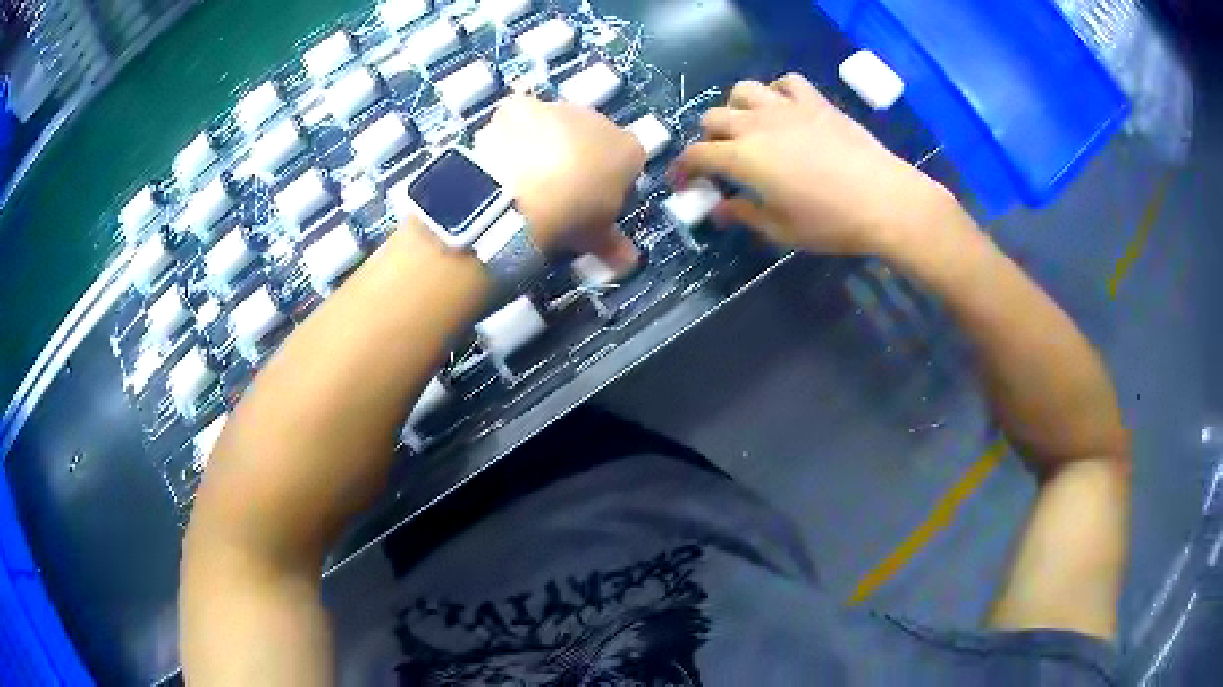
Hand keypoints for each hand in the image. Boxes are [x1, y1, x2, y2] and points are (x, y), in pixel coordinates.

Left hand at [475, 95, 644, 268]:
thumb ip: (612, 244)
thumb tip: (627, 260)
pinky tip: (501, 156)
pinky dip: (513, 133)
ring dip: (547, 143)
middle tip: (559, 193)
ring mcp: (559, 109)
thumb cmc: (570, 215)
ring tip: (525, 178)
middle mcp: (600, 120)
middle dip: (581, 159)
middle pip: (594, 138)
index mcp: (629, 151)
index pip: (630, 163)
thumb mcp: (595, 237)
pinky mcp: (521, 106)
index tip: (596, 205)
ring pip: (557, 124)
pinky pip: (520, 118)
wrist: (518, 191)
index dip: (613, 183)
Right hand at [671, 74, 954, 255]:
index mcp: (743, 158)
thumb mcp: (781, 229)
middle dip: (707, 139)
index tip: (683, 182)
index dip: (683, 168)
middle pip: (712, 118)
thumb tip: (718, 209)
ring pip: (743, 91)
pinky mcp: (815, 101)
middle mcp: (756, 124)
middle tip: (720, 160)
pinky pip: (785, 82)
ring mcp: (786, 107)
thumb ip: (744, 215)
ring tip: (749, 127)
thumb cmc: (831, 222)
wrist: (883, 200)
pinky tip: (784, 109)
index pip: (697, 155)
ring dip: (737, 108)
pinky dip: (776, 92)